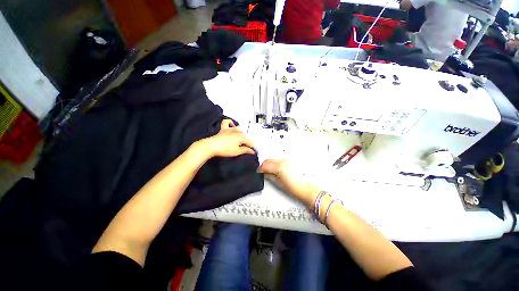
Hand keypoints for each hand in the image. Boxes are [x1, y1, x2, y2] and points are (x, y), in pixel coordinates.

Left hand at [199, 119, 255, 157]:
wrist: (211, 146)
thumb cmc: (224, 149)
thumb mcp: (237, 152)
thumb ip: (245, 150)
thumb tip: (252, 151)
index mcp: (241, 137)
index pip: (250, 142)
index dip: (253, 147)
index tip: (254, 151)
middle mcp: (236, 132)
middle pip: (245, 136)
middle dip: (247, 141)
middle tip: (247, 148)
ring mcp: (229, 129)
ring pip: (238, 129)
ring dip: (241, 133)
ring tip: (241, 138)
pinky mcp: (223, 129)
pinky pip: (226, 122)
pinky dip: (230, 122)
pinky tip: (232, 125)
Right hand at [258, 159, 319, 205]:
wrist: (305, 189)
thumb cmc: (294, 188)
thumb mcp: (278, 183)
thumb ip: (270, 176)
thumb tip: (264, 173)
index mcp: (279, 167)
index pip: (266, 165)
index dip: (260, 168)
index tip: (259, 170)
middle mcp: (283, 162)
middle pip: (269, 160)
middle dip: (264, 164)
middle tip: (262, 170)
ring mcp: (287, 161)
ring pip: (274, 159)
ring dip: (270, 163)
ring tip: (268, 170)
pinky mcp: (290, 162)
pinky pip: (279, 160)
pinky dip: (275, 163)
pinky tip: (275, 168)